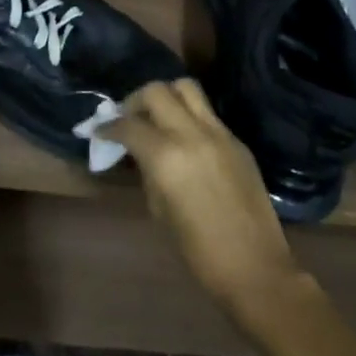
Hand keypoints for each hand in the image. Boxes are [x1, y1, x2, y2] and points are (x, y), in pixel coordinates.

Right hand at [108, 79, 300, 316]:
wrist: (255, 267)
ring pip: (186, 88)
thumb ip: (148, 171)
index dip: (109, 126)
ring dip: (166, 96)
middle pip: (157, 91)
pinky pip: (207, 112)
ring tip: (157, 117)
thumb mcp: (160, 210)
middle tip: (129, 118)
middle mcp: (191, 134)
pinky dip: (189, 115)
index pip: (129, 125)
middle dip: (136, 100)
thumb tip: (141, 152)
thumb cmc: (198, 252)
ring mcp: (218, 133)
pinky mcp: (237, 140)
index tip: (100, 131)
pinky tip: (184, 138)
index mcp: (167, 156)